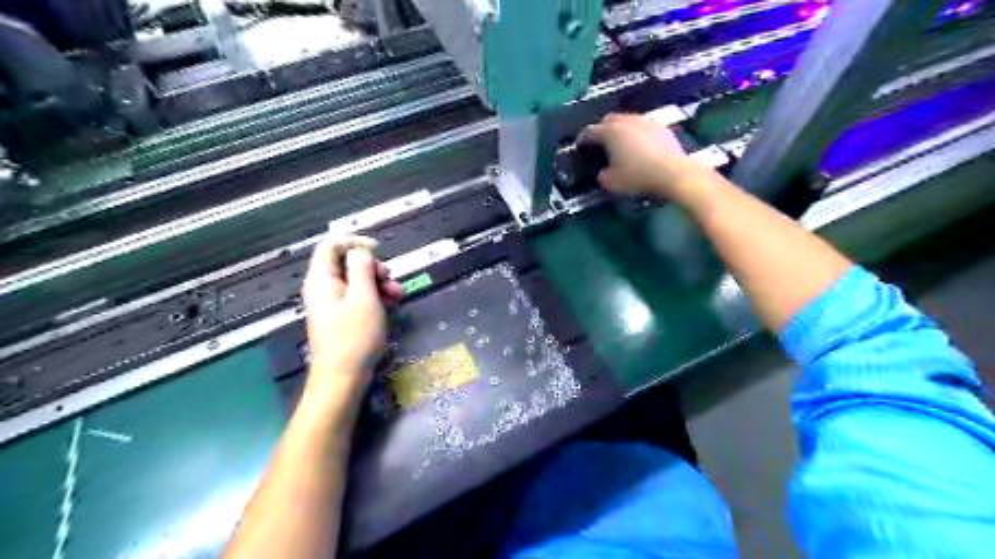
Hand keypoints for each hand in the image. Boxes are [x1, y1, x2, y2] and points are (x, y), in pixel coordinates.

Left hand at [299, 234, 403, 383]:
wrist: (342, 377)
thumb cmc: (354, 336)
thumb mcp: (364, 297)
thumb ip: (362, 268)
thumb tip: (361, 252)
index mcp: (322, 279)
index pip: (331, 245)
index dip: (354, 241)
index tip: (378, 249)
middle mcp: (322, 288)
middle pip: (346, 263)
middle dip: (373, 267)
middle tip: (390, 280)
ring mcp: (331, 304)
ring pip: (356, 281)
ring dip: (379, 283)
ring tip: (398, 296)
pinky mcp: (340, 318)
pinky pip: (357, 297)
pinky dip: (374, 297)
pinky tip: (391, 306)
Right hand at [577, 114, 723, 208]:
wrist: (674, 173)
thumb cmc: (638, 177)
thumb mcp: (611, 183)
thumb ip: (602, 175)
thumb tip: (603, 172)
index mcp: (610, 132)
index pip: (590, 131)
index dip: (582, 139)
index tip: (580, 146)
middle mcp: (627, 121)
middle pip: (609, 120)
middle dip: (602, 130)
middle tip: (600, 144)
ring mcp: (646, 121)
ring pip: (627, 121)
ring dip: (621, 130)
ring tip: (621, 144)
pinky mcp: (661, 127)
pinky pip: (643, 127)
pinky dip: (637, 134)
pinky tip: (640, 147)